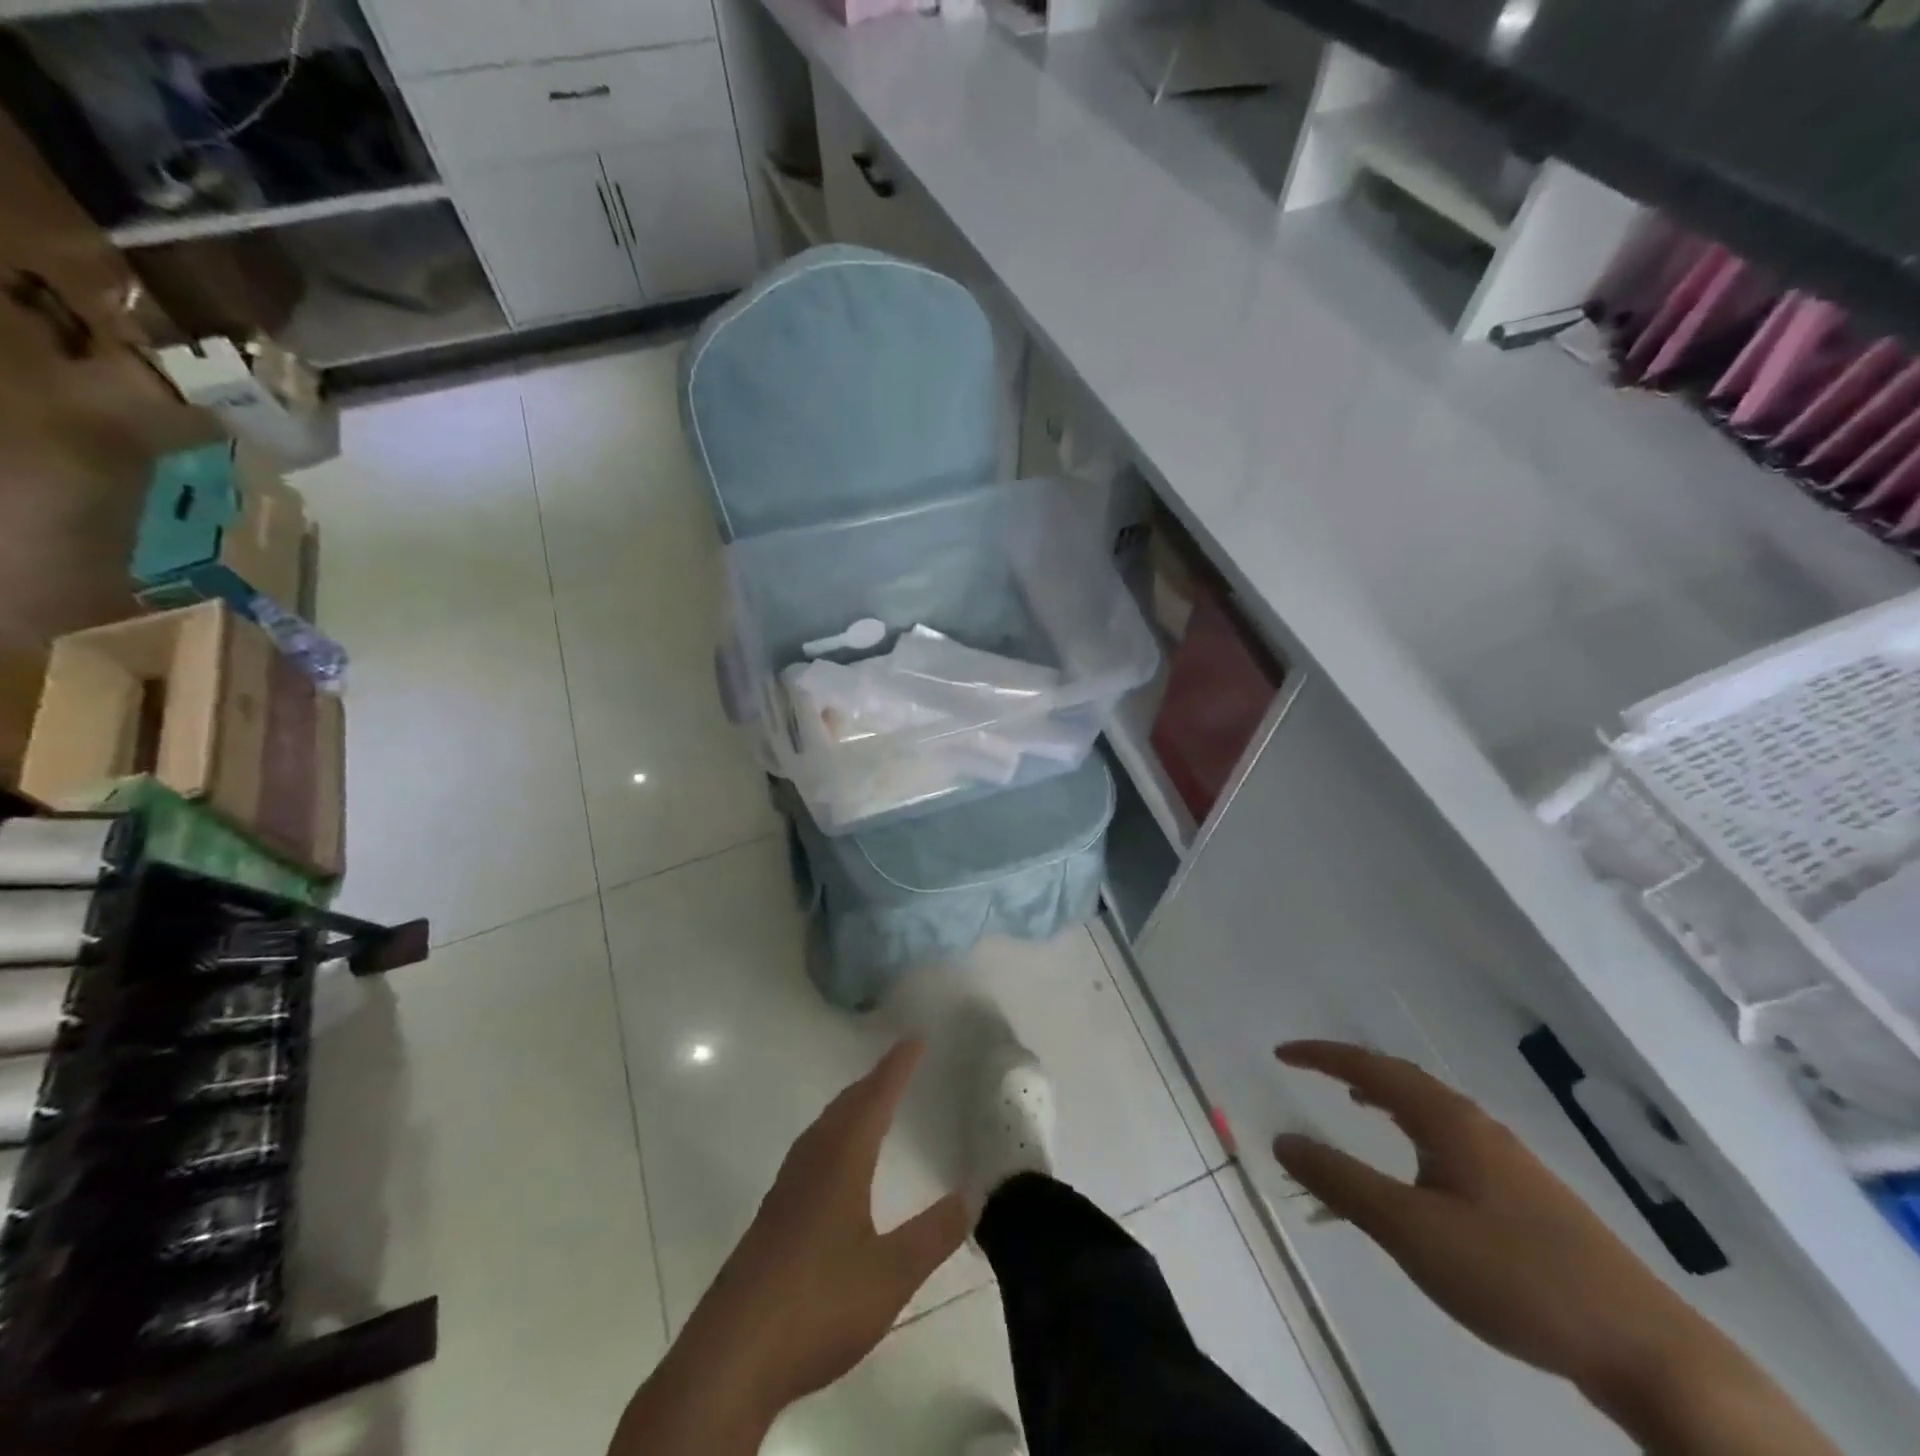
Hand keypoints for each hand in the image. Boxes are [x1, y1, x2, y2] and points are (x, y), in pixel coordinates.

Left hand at [685, 1040, 970, 1415]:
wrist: (731, 1356)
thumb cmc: (818, 1304)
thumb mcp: (891, 1275)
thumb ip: (934, 1234)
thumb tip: (971, 1194)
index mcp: (841, 1161)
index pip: (874, 1099)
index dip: (896, 1068)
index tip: (915, 1040)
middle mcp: (811, 1162)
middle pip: (845, 1106)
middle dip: (874, 1081)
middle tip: (900, 1064)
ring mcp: (786, 1189)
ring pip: (824, 1128)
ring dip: (851, 1107)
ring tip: (872, 1103)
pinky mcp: (773, 1216)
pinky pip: (811, 1151)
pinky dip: (834, 1134)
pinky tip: (836, 1165)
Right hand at [1269, 1040, 1703, 1401]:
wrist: (1649, 1353)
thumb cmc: (1516, 1277)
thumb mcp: (1412, 1231)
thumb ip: (1342, 1183)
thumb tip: (1284, 1139)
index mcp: (1450, 1121)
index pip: (1372, 1068)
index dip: (1323, 1056)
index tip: (1282, 1053)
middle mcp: (1478, 1128)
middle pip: (1404, 1081)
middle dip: (1353, 1071)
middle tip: (1311, 1071)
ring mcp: (1510, 1163)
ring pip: (1431, 1112)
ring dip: (1386, 1101)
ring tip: (1355, 1106)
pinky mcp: (1528, 1200)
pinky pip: (1450, 1142)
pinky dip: (1414, 1133)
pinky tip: (1418, 1171)